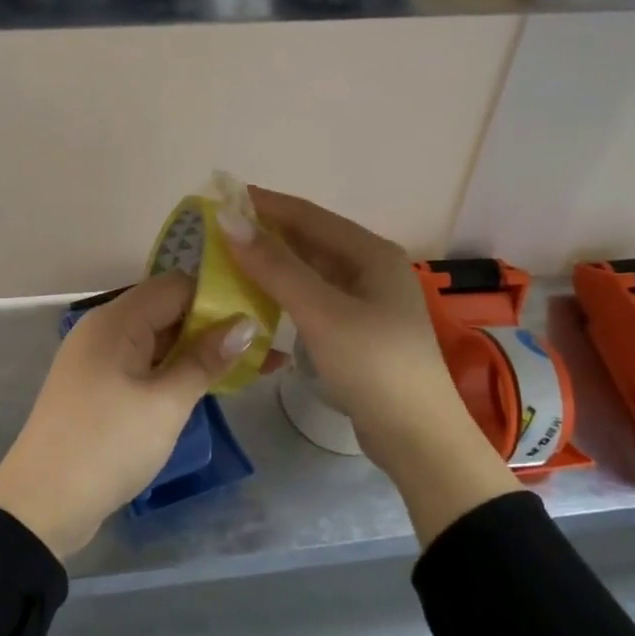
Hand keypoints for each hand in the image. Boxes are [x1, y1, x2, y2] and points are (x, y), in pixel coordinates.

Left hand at [0, 272, 265, 559]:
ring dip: (199, 352)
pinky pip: (145, 366)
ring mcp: (100, 360)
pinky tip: (211, 384)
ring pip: (159, 341)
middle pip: (168, 311)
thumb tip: (245, 324)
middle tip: (266, 344)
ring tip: (253, 366)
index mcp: (117, 320)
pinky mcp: (99, 388)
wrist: (41, 505)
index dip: (219, 297)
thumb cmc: (108, 445)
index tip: (260, 314)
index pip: (177, 286)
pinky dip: (176, 371)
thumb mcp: (165, 403)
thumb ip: (205, 360)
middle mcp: (105, 329)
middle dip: (215, 327)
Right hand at [218, 187, 520, 544]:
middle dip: (265, 232)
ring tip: (228, 260)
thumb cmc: (372, 366)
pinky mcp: (358, 329)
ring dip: (273, 263)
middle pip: (310, 239)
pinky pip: (314, 296)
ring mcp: (367, 300)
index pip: (308, 214)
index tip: (219, 197)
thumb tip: (228, 219)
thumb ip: (275, 266)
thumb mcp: (321, 312)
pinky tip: (259, 297)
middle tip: (216, 231)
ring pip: (311, 269)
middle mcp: (371, 268)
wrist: (418, 438)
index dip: (263, 204)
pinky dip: (285, 291)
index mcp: (371, 252)